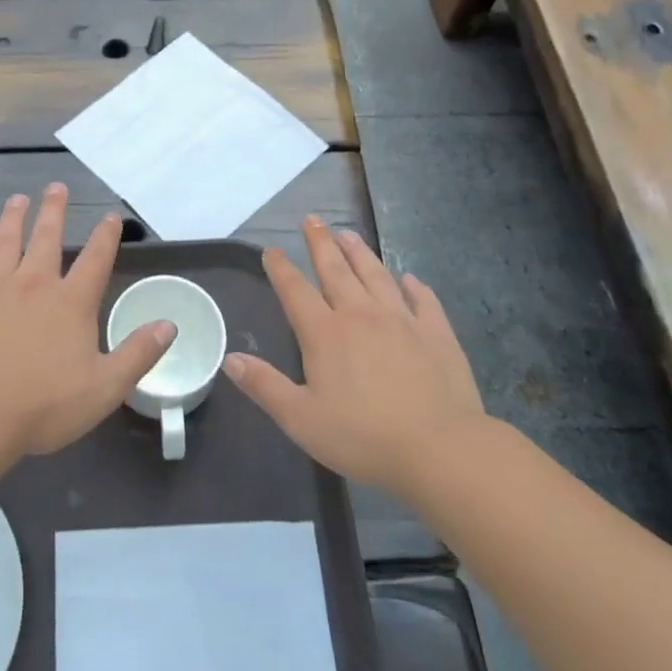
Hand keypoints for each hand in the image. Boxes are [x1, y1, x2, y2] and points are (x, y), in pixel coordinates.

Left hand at [0, 183, 176, 457]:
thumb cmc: (44, 405)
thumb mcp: (106, 387)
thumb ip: (139, 354)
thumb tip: (169, 325)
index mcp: (71, 302)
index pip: (95, 259)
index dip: (106, 236)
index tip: (110, 216)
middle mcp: (34, 284)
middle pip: (47, 238)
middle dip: (54, 211)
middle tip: (56, 187)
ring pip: (5, 243)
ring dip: (13, 219)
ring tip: (17, 200)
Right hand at [224, 216, 485, 497]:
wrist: (441, 449)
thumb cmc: (363, 437)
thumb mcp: (301, 419)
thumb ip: (264, 386)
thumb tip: (230, 358)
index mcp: (325, 334)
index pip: (295, 291)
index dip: (280, 269)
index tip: (271, 250)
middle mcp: (360, 316)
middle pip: (336, 270)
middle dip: (320, 244)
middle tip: (312, 220)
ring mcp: (402, 321)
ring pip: (376, 276)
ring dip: (360, 253)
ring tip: (348, 233)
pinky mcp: (437, 334)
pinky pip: (423, 301)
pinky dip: (414, 286)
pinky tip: (409, 278)